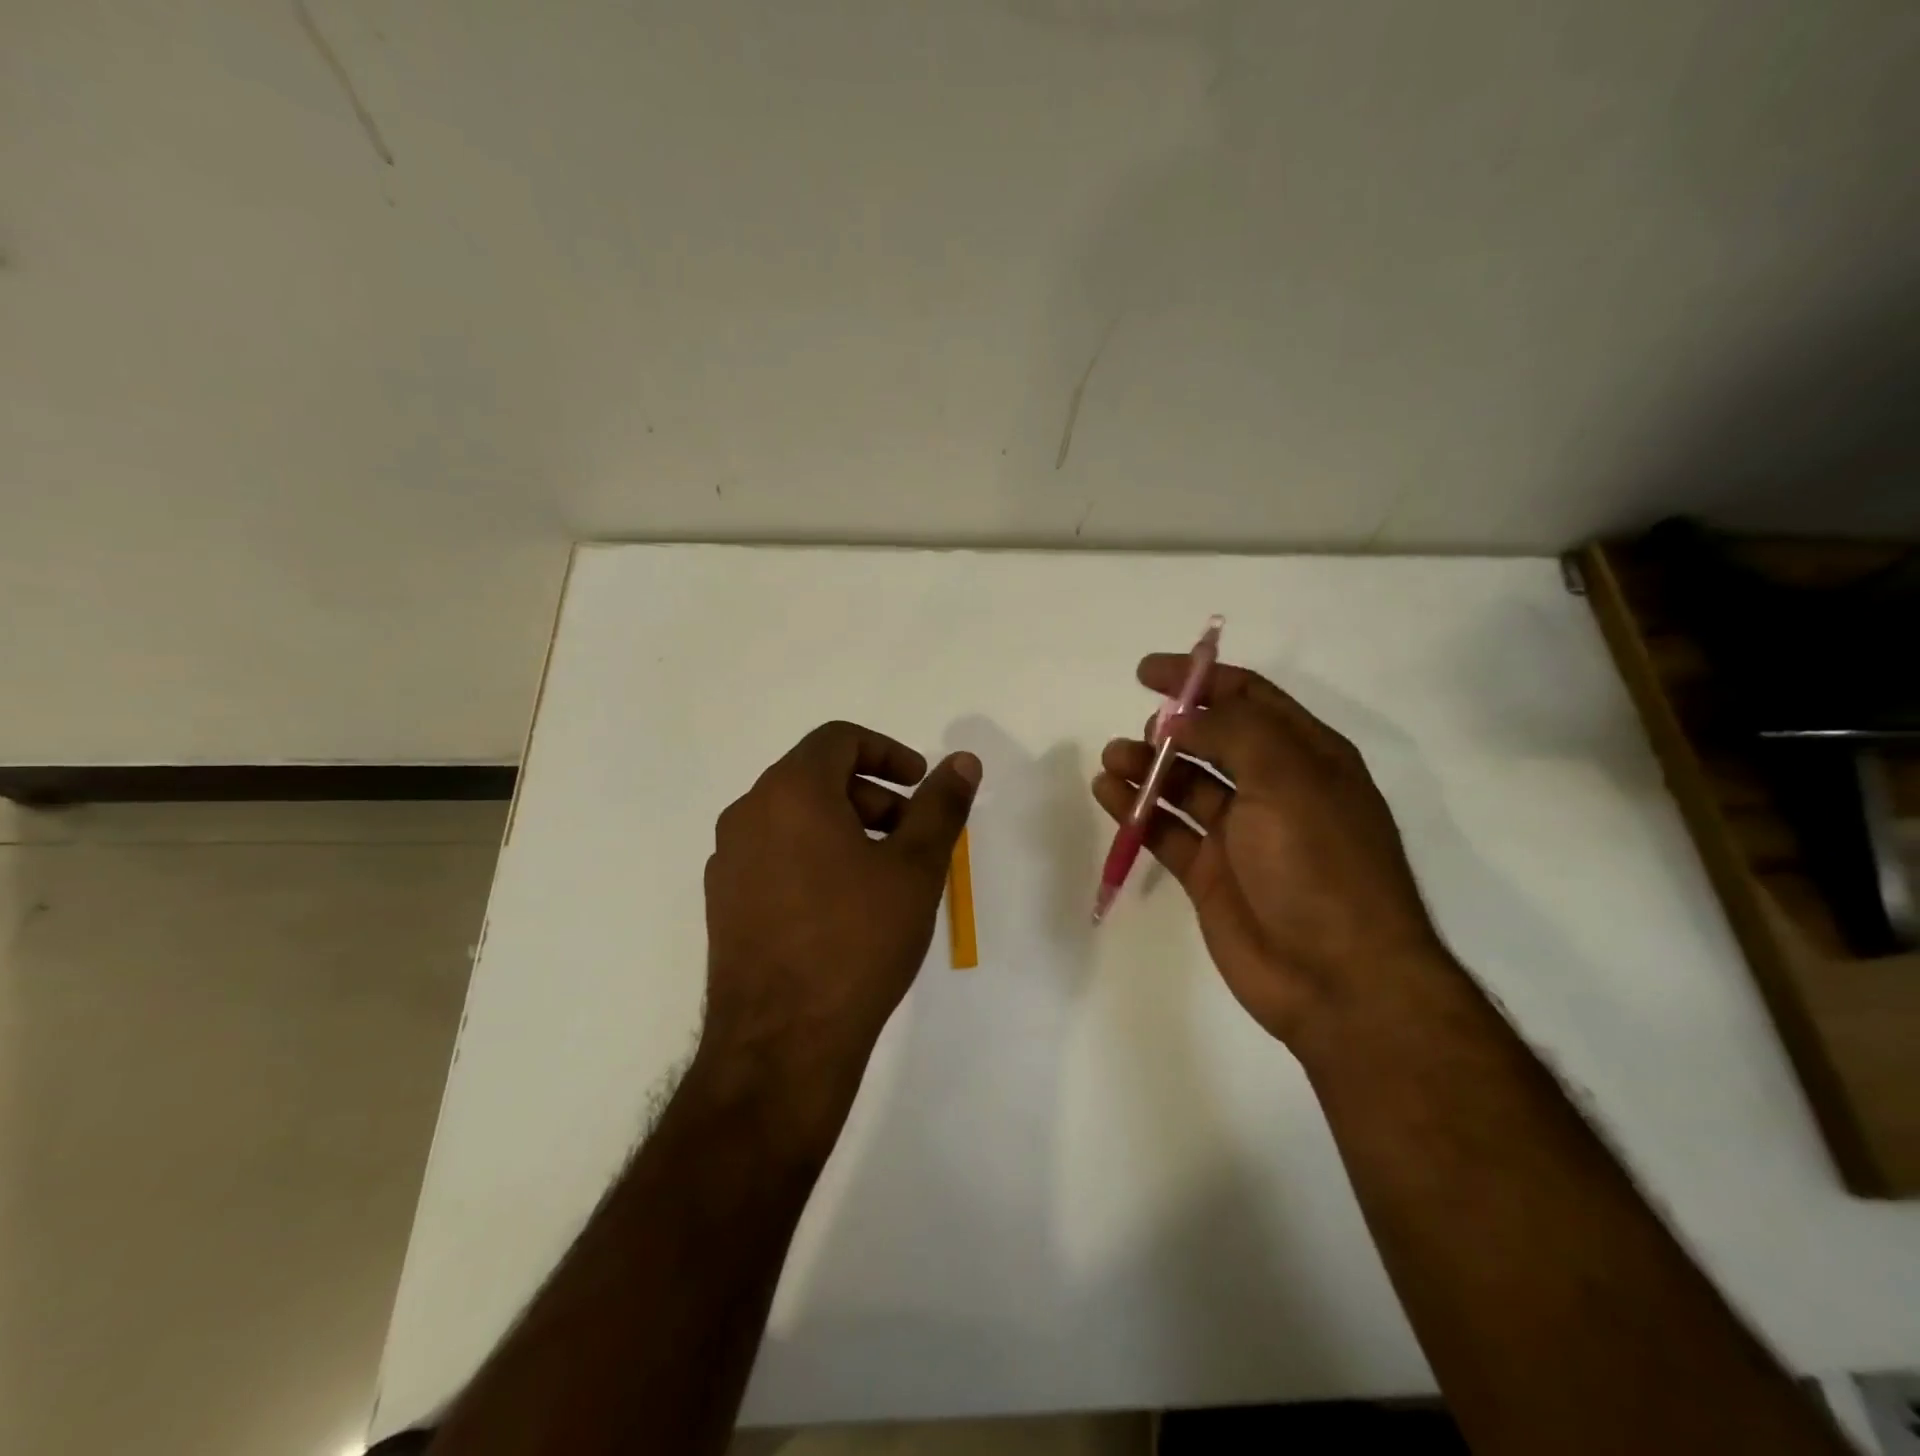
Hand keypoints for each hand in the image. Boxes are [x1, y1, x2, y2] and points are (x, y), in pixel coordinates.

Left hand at [700, 721, 980, 1139]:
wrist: (782, 1043)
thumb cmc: (857, 941)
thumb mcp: (915, 868)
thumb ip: (942, 805)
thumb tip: (964, 760)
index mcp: (790, 792)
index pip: (838, 739)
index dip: (887, 751)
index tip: (920, 783)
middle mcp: (748, 813)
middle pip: (816, 777)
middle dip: (872, 794)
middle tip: (911, 835)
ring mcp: (727, 860)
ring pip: (793, 817)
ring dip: (844, 826)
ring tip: (882, 874)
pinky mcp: (722, 901)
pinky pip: (774, 854)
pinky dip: (813, 856)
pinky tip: (842, 907)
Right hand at [1091, 657, 1448, 1044]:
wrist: (1338, 978)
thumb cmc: (1320, 865)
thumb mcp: (1287, 779)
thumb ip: (1232, 734)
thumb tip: (1180, 717)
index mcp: (1307, 757)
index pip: (1249, 698)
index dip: (1200, 678)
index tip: (1147, 671)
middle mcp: (1274, 789)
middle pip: (1213, 740)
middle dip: (1171, 728)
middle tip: (1140, 733)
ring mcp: (1240, 834)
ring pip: (1184, 785)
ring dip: (1147, 767)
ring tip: (1112, 760)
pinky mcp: (1210, 873)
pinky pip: (1166, 829)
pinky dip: (1137, 810)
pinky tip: (1108, 793)